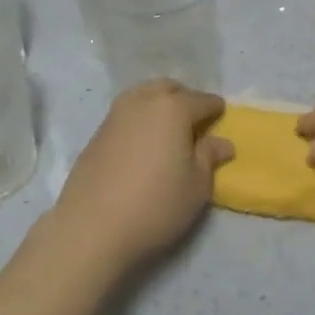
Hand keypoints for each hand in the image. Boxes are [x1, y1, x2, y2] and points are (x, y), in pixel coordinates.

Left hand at [52, 81, 233, 272]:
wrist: (92, 225)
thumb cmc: (156, 204)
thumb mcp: (196, 185)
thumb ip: (209, 157)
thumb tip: (222, 142)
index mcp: (173, 108)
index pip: (201, 100)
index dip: (215, 108)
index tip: (222, 116)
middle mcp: (143, 101)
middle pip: (169, 89)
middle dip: (185, 99)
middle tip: (195, 123)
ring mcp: (116, 114)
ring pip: (144, 96)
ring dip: (159, 105)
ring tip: (168, 132)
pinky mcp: (97, 131)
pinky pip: (126, 113)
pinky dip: (140, 119)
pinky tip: (143, 143)